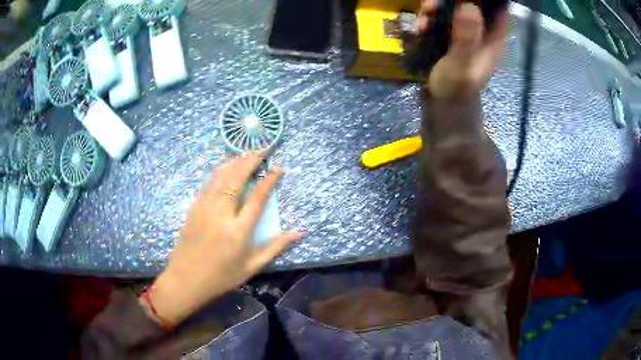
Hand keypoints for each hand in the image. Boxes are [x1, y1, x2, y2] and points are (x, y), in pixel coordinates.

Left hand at [145, 151, 301, 325]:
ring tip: (246, 152)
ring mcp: (204, 208)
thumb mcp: (252, 266)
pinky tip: (225, 166)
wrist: (186, 279)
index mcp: (238, 231)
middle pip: (236, 179)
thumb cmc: (222, 277)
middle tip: (262, 149)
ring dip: (234, 162)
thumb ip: (275, 247)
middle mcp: (221, 214)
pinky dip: (219, 171)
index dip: (269, 179)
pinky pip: (208, 183)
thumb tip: (299, 232)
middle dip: (250, 161)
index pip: (257, 197)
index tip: (277, 167)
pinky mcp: (194, 207)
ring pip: (221, 177)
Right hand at [416, 0, 508, 99]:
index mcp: (493, 37)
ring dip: (436, 7)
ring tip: (424, 15)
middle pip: (471, 3)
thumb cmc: (457, 85)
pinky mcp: (449, 32)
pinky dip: (429, 17)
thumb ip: (467, 37)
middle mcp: (481, 29)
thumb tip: (469, 5)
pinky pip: (440, 16)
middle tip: (434, 5)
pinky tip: (419, 28)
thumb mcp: (463, 63)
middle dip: (452, 0)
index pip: (497, 8)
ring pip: (453, 6)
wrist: (443, 98)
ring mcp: (464, 29)